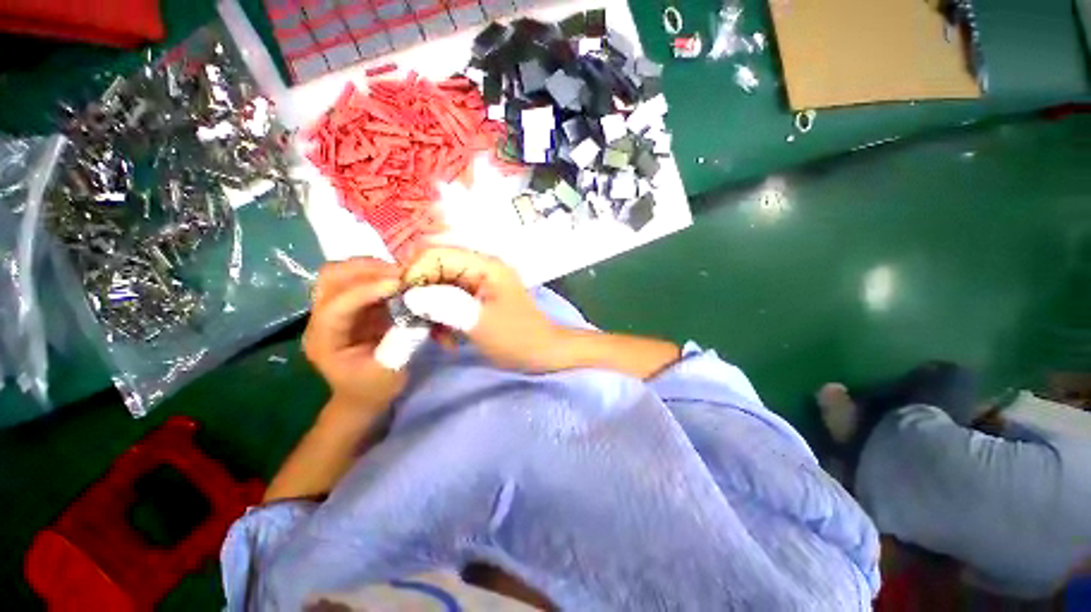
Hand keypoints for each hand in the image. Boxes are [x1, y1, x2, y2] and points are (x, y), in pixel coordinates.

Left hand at [303, 258, 405, 410]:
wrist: (362, 395)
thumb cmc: (373, 389)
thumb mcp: (390, 373)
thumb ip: (402, 342)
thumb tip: (418, 310)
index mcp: (325, 341)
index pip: (336, 307)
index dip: (365, 291)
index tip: (398, 284)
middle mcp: (322, 319)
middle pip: (331, 278)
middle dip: (366, 270)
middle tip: (401, 274)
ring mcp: (336, 308)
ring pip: (343, 272)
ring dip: (373, 268)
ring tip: (401, 275)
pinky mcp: (353, 305)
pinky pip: (360, 278)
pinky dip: (380, 274)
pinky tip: (399, 281)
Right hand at [403, 247, 566, 371]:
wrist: (544, 351)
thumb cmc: (517, 338)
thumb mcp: (480, 322)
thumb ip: (445, 304)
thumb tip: (410, 294)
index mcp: (485, 265)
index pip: (437, 253)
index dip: (414, 272)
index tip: (401, 300)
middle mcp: (480, 268)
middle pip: (435, 268)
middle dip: (420, 294)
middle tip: (412, 321)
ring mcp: (479, 283)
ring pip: (439, 286)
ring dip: (431, 310)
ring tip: (436, 336)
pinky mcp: (478, 298)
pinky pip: (449, 300)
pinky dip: (442, 318)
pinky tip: (447, 339)